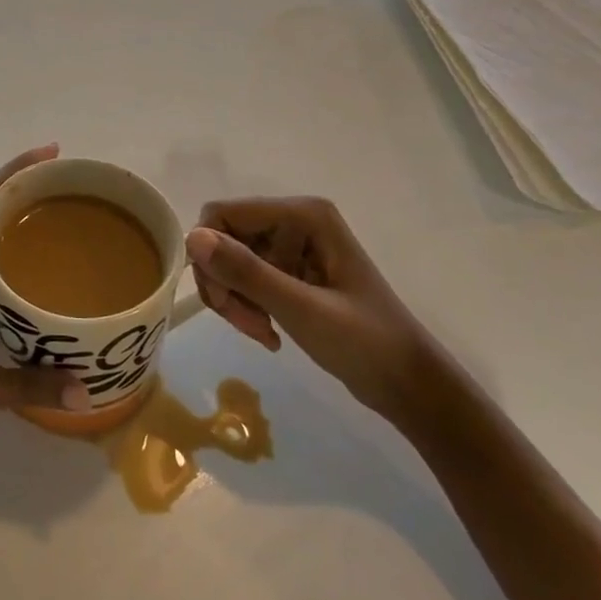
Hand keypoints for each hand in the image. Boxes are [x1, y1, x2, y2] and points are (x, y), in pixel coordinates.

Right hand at [185, 197, 435, 422]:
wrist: (409, 385)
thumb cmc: (364, 343)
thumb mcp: (301, 309)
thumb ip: (246, 271)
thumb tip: (192, 237)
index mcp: (302, 215)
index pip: (222, 214)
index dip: (210, 255)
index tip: (221, 301)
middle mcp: (293, 220)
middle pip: (223, 237)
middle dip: (224, 282)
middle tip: (245, 325)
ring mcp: (292, 245)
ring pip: (230, 260)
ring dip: (234, 298)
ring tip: (260, 332)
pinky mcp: (290, 270)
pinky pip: (246, 276)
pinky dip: (246, 305)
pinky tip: (267, 332)